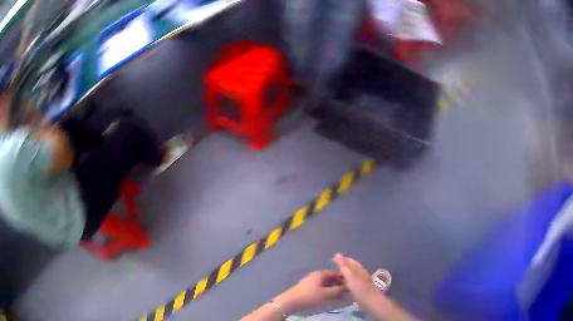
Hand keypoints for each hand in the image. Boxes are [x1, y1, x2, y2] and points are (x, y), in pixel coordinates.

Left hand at [274, 270, 345, 313]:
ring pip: (325, 284)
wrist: (290, 302)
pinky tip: (329, 298)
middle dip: (338, 285)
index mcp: (320, 274)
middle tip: (346, 292)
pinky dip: (326, 292)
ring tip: (339, 296)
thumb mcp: (326, 294)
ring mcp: (310, 282)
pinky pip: (320, 288)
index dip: (342, 278)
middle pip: (330, 278)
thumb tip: (347, 287)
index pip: (334, 273)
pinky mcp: (306, 289)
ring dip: (332, 289)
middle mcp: (315, 276)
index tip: (349, 285)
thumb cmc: (309, 296)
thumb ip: (338, 290)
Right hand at [333, 254, 378, 306]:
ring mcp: (362, 281)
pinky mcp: (361, 289)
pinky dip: (346, 283)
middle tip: (332, 271)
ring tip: (335, 279)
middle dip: (343, 268)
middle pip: (351, 268)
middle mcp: (361, 273)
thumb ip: (343, 266)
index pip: (350, 261)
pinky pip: (352, 283)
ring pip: (351, 276)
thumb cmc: (359, 288)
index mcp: (359, 269)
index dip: (342, 259)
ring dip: (344, 276)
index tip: (332, 260)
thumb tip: (337, 254)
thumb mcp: (350, 276)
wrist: (370, 301)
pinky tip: (342, 287)